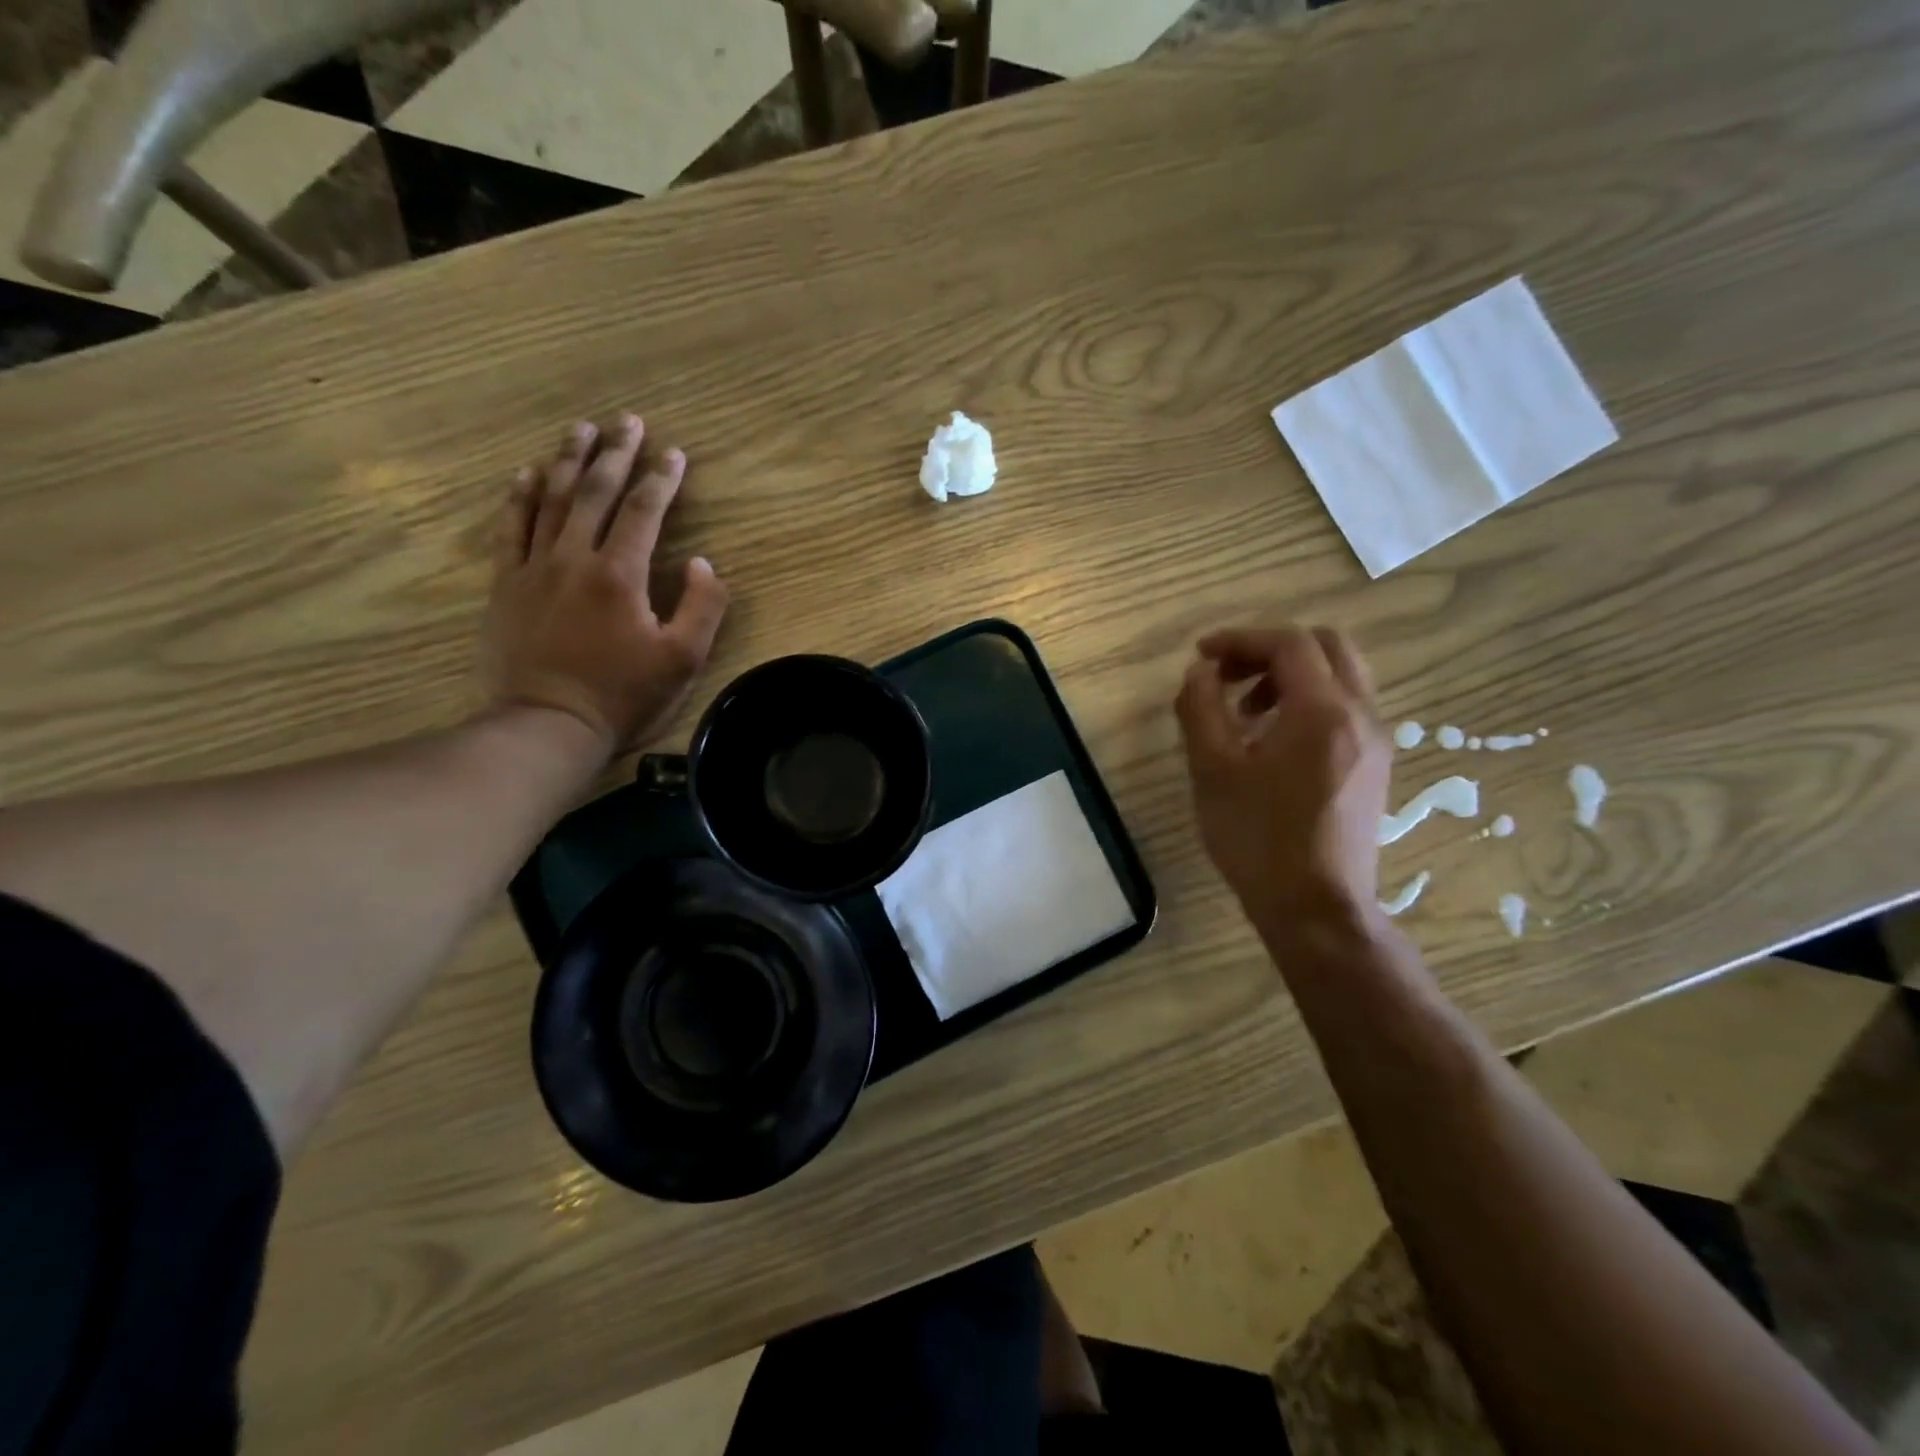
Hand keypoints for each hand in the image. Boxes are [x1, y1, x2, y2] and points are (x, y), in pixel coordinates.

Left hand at [481, 414, 729, 753]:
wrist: (548, 724)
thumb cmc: (623, 695)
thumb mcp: (683, 659)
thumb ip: (702, 607)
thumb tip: (703, 563)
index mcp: (620, 574)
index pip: (643, 511)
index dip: (661, 479)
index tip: (674, 453)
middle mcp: (574, 558)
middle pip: (594, 492)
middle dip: (614, 453)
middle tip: (626, 420)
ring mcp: (534, 568)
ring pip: (551, 499)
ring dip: (568, 460)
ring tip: (580, 429)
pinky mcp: (507, 584)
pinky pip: (511, 527)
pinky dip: (520, 496)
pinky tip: (527, 473)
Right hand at [1175, 626, 1390, 935]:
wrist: (1316, 908)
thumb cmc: (1258, 839)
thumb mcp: (1213, 770)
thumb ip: (1201, 708)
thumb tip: (1201, 672)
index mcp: (1323, 710)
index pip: (1288, 643)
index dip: (1241, 639)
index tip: (1202, 655)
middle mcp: (1361, 715)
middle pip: (1325, 646)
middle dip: (1271, 649)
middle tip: (1227, 675)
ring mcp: (1375, 741)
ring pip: (1340, 676)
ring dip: (1290, 675)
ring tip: (1244, 711)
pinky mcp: (1374, 766)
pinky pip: (1346, 707)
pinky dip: (1309, 701)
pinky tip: (1273, 741)